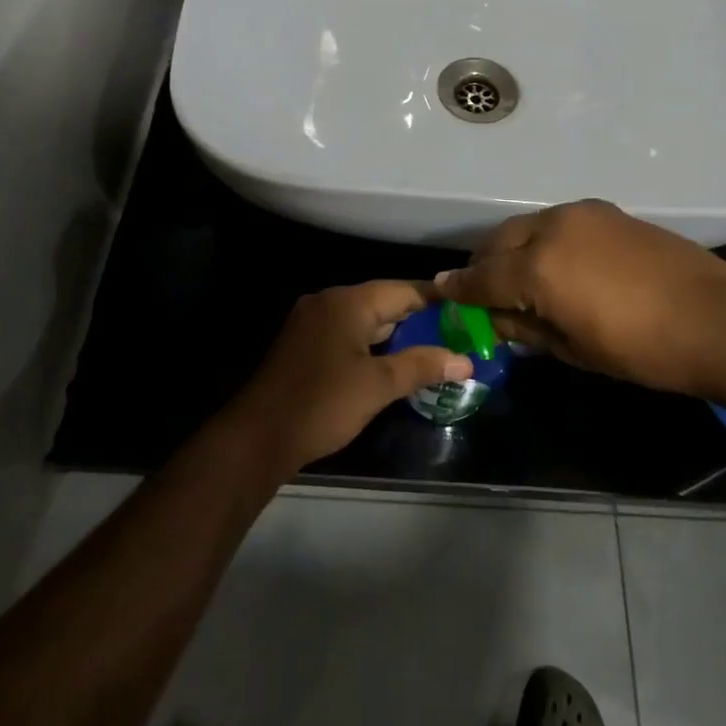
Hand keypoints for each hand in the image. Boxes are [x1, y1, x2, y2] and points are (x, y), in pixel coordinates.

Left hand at [231, 281, 472, 473]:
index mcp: (348, 302)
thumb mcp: (377, 386)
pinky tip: (393, 363)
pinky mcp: (305, 343)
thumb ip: (422, 366)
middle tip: (457, 335)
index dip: (437, 300)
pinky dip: (373, 343)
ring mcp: (313, 321)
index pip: (403, 289)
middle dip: (420, 319)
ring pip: (366, 319)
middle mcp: (329, 301)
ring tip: (434, 350)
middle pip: (384, 301)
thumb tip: (465, 359)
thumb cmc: (321, 404)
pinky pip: (349, 333)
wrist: (257, 437)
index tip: (468, 311)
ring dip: (397, 333)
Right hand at [436, 200, 725, 397]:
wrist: (716, 319)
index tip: (441, 293)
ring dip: (511, 249)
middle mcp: (551, 228)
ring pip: (526, 226)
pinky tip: (555, 262)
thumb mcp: (574, 350)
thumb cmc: (641, 349)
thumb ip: (526, 327)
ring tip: (517, 276)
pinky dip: (542, 239)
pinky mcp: (605, 210)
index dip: (459, 289)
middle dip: (483, 265)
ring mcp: (580, 213)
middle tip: (481, 290)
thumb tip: (496, 316)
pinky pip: (556, 222)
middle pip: (498, 242)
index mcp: (537, 267)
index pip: (482, 277)